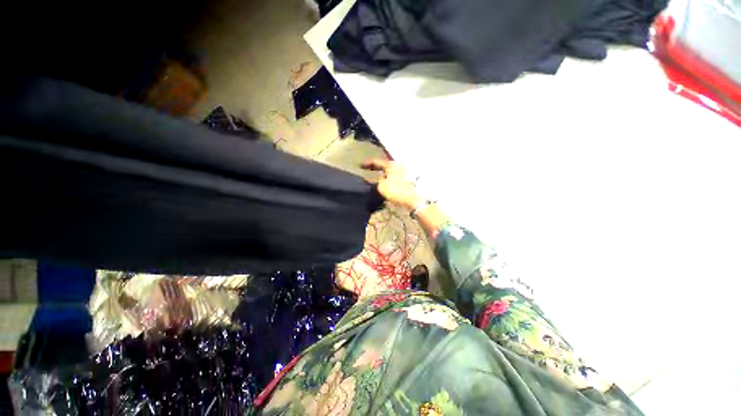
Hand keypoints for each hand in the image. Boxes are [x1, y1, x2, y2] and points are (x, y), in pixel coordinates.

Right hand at [362, 159, 421, 209]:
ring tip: (373, 176)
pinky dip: (387, 178)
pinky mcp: (405, 180)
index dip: (367, 163)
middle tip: (366, 168)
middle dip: (375, 167)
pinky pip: (393, 177)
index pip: (376, 162)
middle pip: (383, 165)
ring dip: (381, 173)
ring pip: (388, 171)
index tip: (359, 165)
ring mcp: (402, 173)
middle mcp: (397, 166)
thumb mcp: (382, 186)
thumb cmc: (396, 190)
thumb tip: (379, 178)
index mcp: (391, 164)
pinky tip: (383, 182)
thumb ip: (377, 180)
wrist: (412, 199)